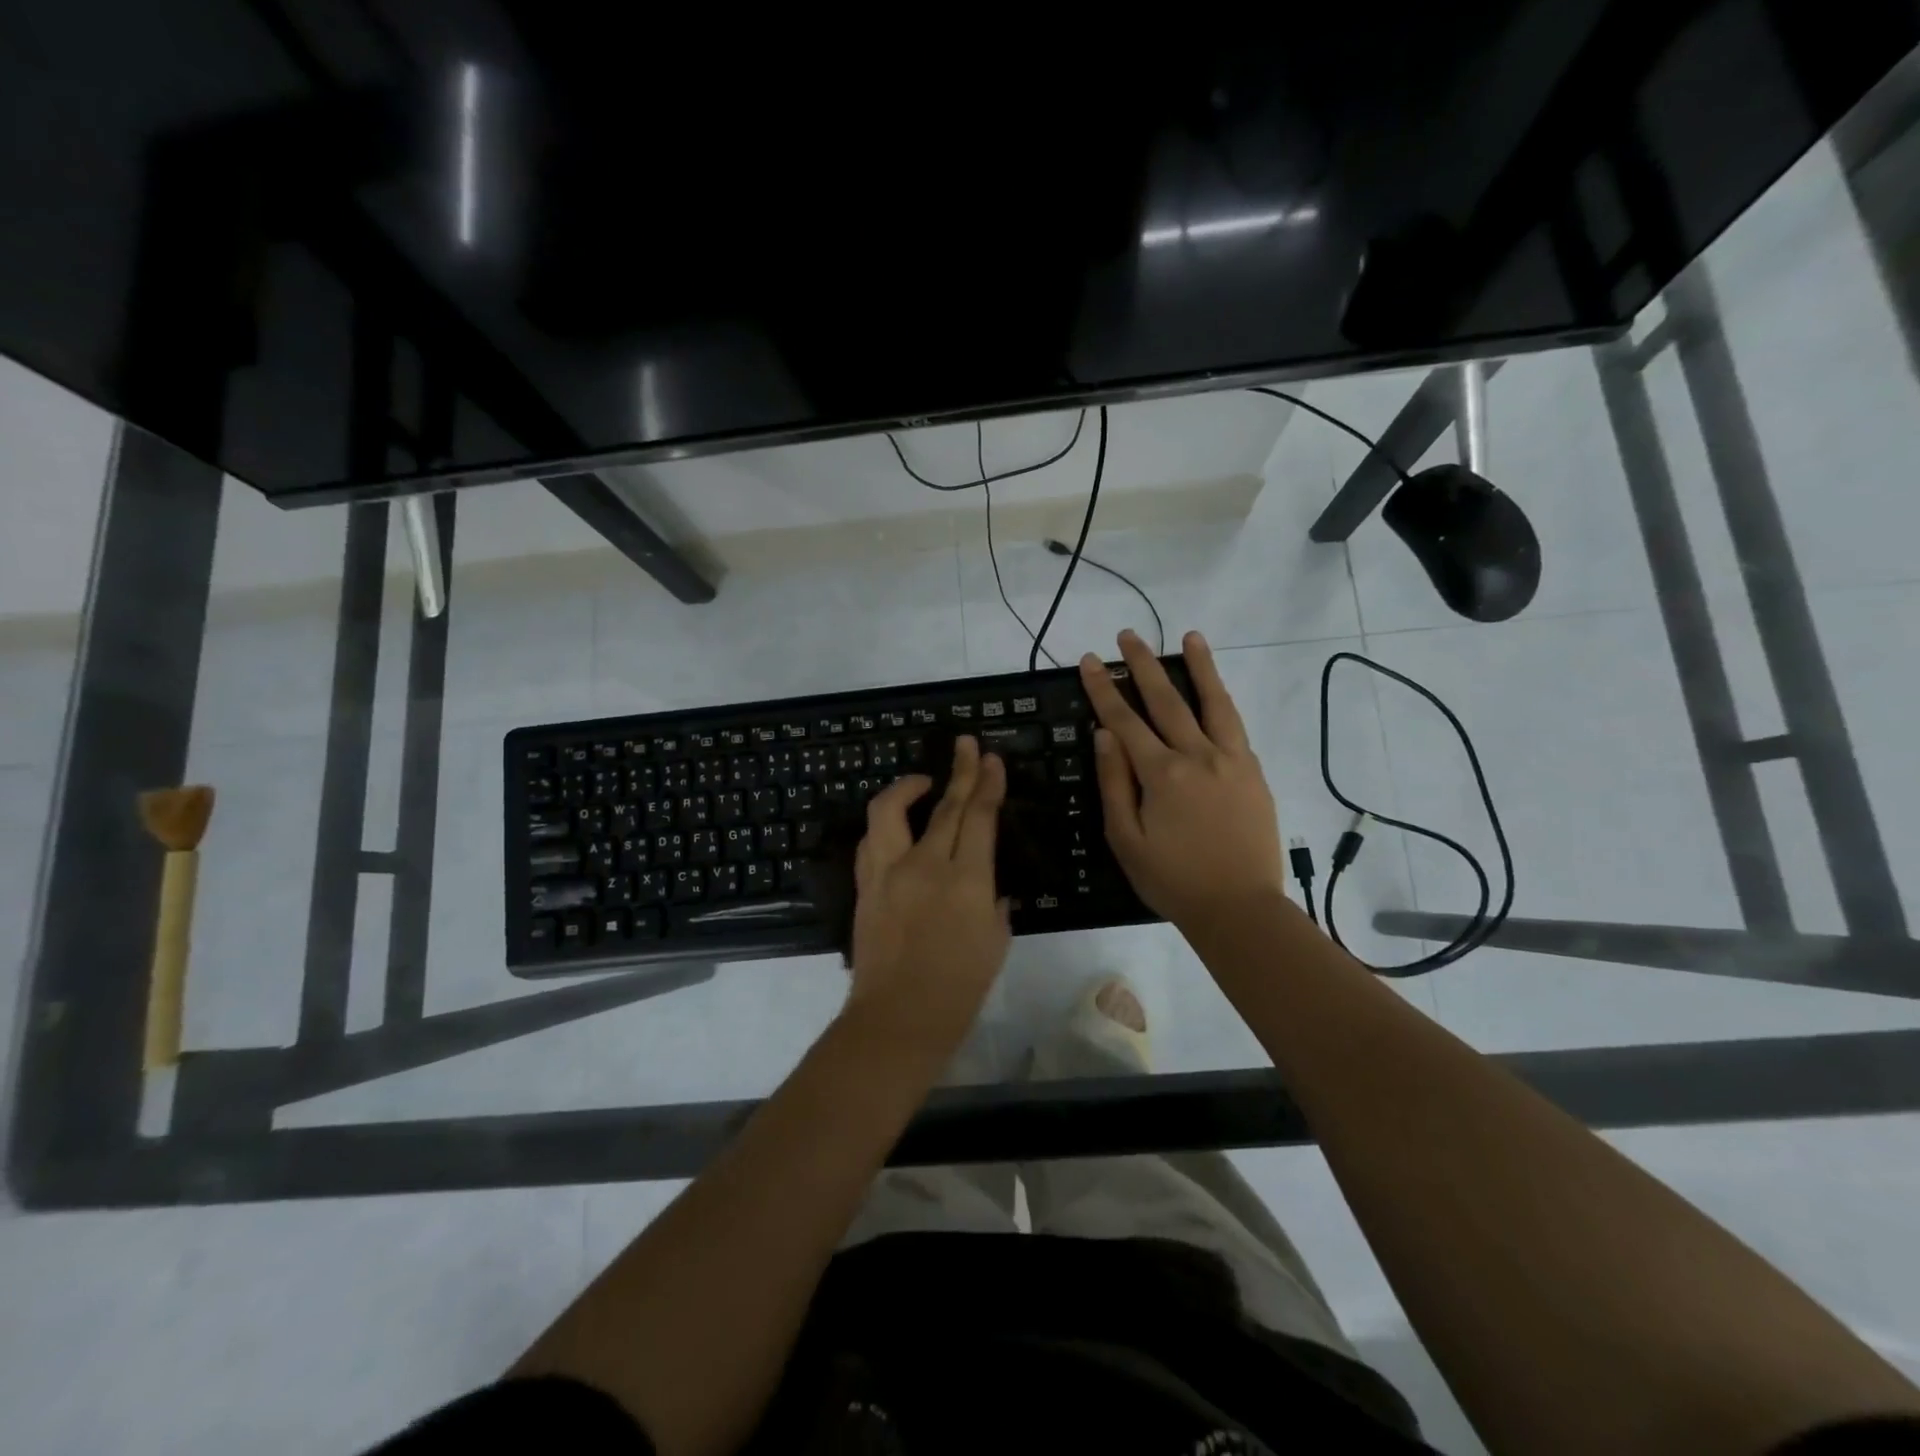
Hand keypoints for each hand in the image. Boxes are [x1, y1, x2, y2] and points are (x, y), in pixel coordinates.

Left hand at [845, 737, 1010, 1055]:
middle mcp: (924, 866)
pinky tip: (897, 826)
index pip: (978, 817)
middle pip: (944, 805)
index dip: (986, 784)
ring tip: (924, 781)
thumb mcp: (995, 942)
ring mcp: (888, 873)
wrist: (897, 1019)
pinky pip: (872, 840)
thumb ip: (992, 901)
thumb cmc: (959, 990)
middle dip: (960, 770)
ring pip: (890, 810)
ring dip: (908, 787)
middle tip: (967, 746)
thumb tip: (986, 881)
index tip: (991, 759)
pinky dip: (886, 824)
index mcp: (966, 881)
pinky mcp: (865, 885)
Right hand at [1081, 629, 1285, 927]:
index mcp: (1161, 774)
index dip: (1104, 689)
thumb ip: (1114, 783)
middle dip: (1144, 665)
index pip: (1124, 721)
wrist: (1239, 907)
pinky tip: (1216, 690)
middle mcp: (1198, 756)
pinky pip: (1236, 726)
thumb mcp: (1126, 839)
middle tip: (1127, 635)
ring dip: (1199, 667)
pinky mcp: (1253, 772)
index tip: (1090, 660)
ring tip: (1190, 637)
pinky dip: (1223, 701)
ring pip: (1213, 702)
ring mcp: (1231, 760)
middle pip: (1166, 700)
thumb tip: (1104, 734)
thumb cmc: (1172, 879)